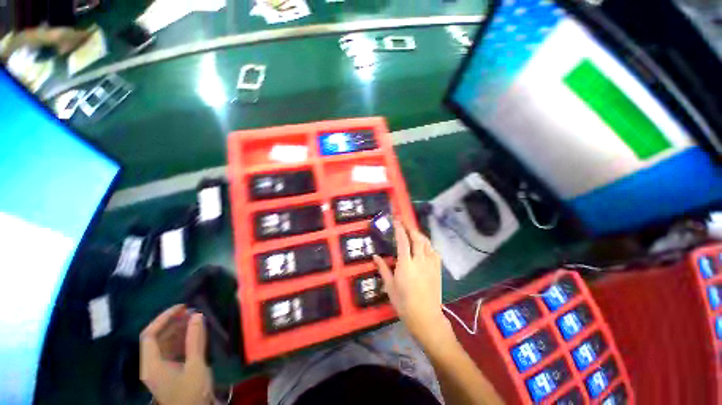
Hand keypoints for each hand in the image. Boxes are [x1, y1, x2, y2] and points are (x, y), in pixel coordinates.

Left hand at [140, 305, 212, 404]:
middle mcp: (151, 364)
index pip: (149, 335)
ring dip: (177, 329)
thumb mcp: (195, 365)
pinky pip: (171, 349)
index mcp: (151, 365)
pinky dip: (181, 338)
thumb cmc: (192, 391)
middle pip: (155, 338)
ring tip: (194, 318)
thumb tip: (196, 315)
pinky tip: (193, 332)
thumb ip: (194, 339)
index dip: (162, 319)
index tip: (181, 307)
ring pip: (164, 343)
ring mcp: (159, 368)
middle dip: (172, 322)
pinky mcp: (168, 370)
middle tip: (191, 310)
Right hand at [373, 222, 452, 347]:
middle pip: (417, 238)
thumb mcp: (390, 286)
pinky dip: (428, 245)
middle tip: (404, 223)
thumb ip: (383, 269)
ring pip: (427, 243)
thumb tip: (374, 256)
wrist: (426, 317)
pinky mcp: (438, 269)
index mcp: (405, 265)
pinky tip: (424, 246)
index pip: (403, 241)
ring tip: (413, 232)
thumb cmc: (404, 303)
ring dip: (419, 235)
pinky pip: (434, 251)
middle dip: (410, 228)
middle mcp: (419, 261)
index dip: (399, 229)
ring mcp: (431, 264)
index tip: (396, 221)